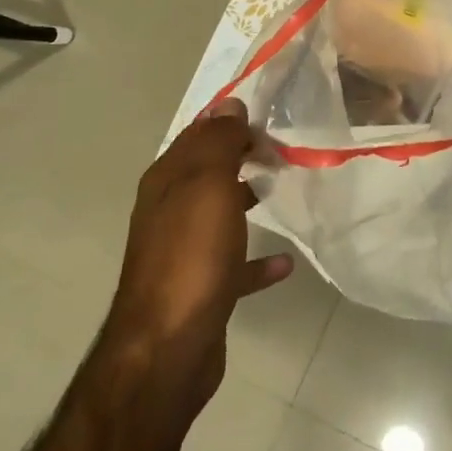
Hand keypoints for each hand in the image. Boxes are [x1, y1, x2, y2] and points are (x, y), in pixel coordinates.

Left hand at [104, 99, 292, 408]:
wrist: (168, 347)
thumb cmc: (192, 256)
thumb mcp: (207, 185)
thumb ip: (218, 142)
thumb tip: (228, 103)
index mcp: (167, 183)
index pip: (197, 136)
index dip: (229, 121)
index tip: (268, 116)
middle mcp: (170, 212)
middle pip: (208, 172)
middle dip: (240, 156)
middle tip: (281, 148)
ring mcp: (184, 253)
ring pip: (219, 214)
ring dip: (246, 198)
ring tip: (282, 188)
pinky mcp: (202, 289)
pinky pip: (235, 265)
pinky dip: (257, 259)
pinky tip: (284, 263)